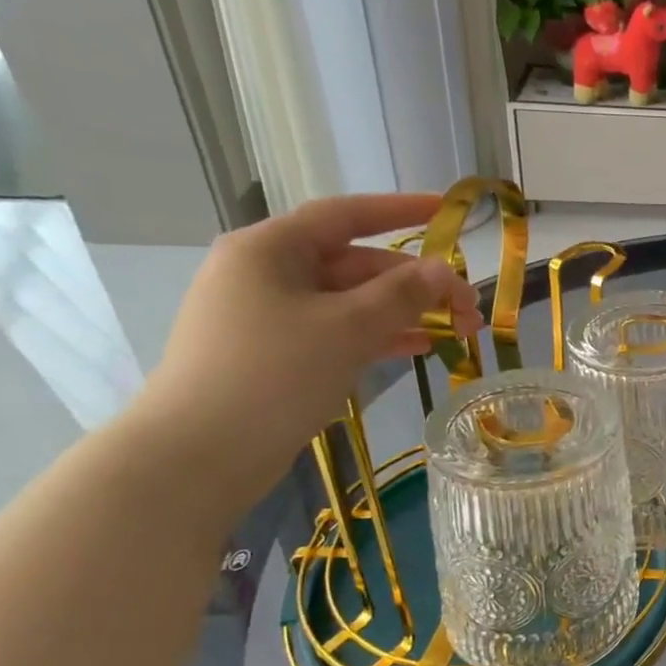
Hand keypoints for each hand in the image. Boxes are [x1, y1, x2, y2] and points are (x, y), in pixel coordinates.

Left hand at [135, 194, 480, 509]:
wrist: (198, 455)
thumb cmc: (273, 375)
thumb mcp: (348, 328)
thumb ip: (403, 294)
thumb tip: (444, 270)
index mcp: (271, 249)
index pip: (346, 215)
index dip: (401, 210)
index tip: (447, 210)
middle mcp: (267, 273)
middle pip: (356, 264)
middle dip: (416, 282)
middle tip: (468, 308)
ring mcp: (269, 316)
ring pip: (351, 301)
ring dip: (405, 312)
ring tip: (458, 331)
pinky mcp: (275, 354)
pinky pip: (338, 331)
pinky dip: (379, 336)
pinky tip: (420, 347)